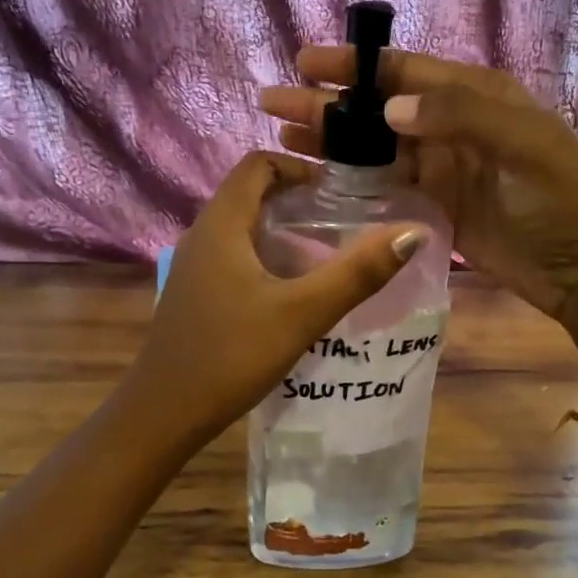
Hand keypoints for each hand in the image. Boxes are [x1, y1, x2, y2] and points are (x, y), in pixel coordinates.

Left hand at [124, 151, 424, 448]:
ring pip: (243, 228)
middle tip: (342, 222)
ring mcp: (195, 266)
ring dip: (283, 230)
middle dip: (297, 199)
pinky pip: (234, 256)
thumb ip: (357, 273)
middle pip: (251, 193)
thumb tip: (413, 232)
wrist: (164, 413)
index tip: (339, 191)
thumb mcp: (303, 313)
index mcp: (221, 224)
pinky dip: (267, 257)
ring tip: (326, 255)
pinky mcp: (195, 294)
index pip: (258, 164)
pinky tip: (293, 292)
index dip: (300, 167)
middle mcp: (202, 235)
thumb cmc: (231, 355)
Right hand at [259, 49, 577, 342]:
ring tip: (283, 137)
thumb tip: (389, 109)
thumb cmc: (560, 199)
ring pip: (375, 149)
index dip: (354, 66)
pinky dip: (354, 182)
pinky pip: (386, 187)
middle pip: (379, 110)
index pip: (404, 71)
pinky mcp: (434, 208)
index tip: (306, 63)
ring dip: (333, 142)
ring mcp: (440, 169)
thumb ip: (460, 115)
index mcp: (475, 96)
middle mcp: (450, 126)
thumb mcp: (523, 144)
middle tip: (275, 103)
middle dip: (329, 105)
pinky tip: (319, 180)